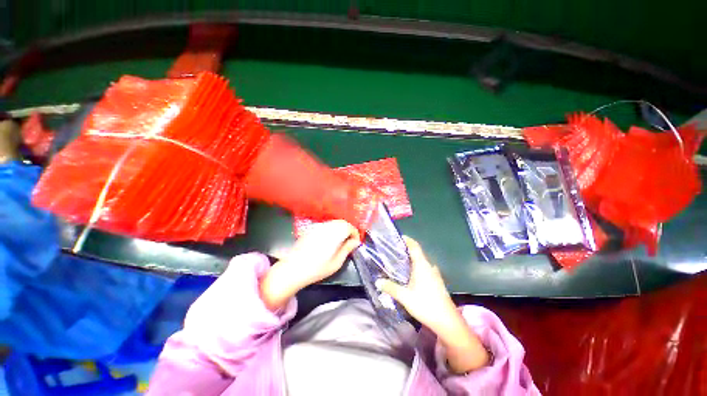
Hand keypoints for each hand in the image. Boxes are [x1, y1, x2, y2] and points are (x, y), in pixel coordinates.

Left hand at [261, 220, 360, 310]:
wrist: (293, 269)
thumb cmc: (317, 268)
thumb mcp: (337, 262)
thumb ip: (347, 249)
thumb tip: (356, 241)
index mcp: (334, 233)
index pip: (349, 227)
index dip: (355, 233)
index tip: (356, 243)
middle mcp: (327, 226)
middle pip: (342, 222)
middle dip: (348, 230)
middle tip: (350, 241)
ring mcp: (318, 227)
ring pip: (334, 223)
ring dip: (340, 229)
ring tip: (341, 241)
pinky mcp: (311, 229)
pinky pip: (326, 225)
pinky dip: (332, 229)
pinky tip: (329, 240)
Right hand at [376, 237, 489, 372]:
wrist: (447, 322)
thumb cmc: (426, 305)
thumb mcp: (405, 297)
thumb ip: (390, 287)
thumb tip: (377, 281)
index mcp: (422, 265)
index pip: (415, 246)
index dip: (407, 240)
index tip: (399, 237)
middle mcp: (429, 267)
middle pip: (418, 253)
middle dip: (407, 250)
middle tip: (394, 251)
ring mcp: (435, 275)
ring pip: (422, 262)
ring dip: (412, 260)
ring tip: (400, 263)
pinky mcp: (437, 283)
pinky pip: (425, 270)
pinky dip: (417, 268)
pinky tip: (411, 277)